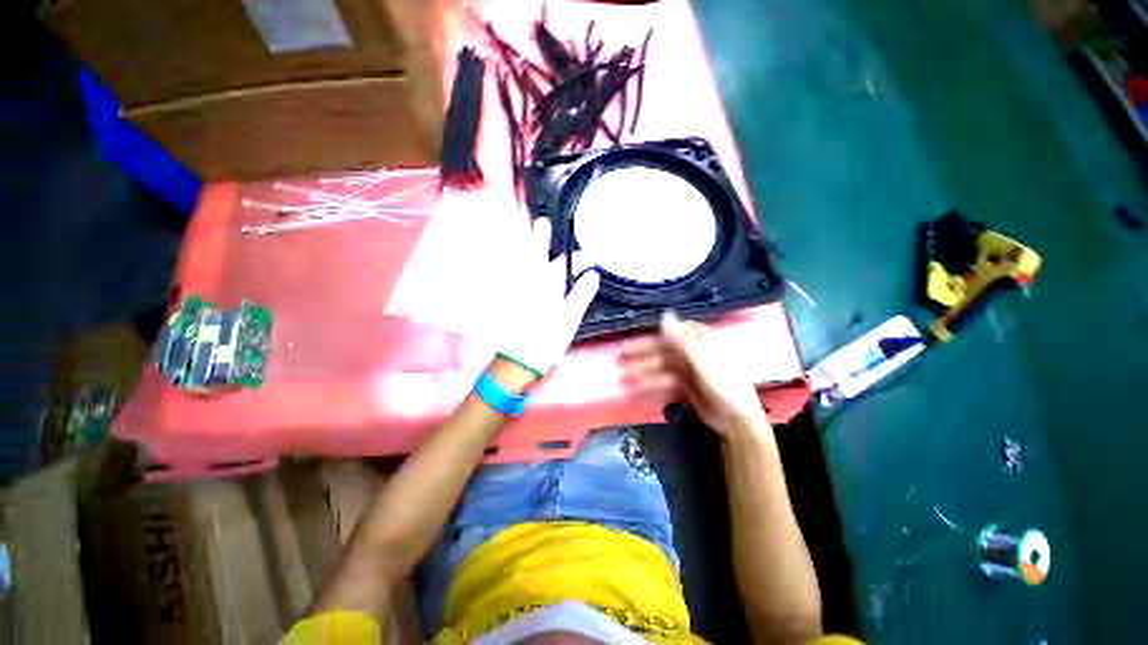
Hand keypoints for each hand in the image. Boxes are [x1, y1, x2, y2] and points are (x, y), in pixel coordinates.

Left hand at [494, 217, 599, 377]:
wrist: (519, 360)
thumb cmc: (548, 339)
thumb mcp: (570, 318)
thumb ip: (581, 294)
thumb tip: (593, 275)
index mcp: (547, 285)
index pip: (565, 264)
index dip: (579, 258)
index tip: (589, 255)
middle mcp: (530, 283)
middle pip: (535, 254)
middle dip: (540, 238)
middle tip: (542, 223)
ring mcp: (517, 290)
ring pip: (519, 263)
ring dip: (525, 250)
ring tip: (526, 237)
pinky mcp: (508, 300)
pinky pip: (509, 277)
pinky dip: (513, 268)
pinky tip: (515, 266)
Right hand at [620, 311, 770, 439]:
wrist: (737, 421)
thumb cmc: (723, 385)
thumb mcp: (702, 360)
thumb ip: (681, 339)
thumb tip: (665, 314)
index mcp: (701, 341)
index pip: (673, 332)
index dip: (654, 335)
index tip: (635, 339)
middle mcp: (693, 353)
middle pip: (663, 350)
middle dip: (642, 354)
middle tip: (621, 357)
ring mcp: (689, 371)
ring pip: (661, 368)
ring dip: (643, 372)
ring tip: (624, 377)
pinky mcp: (685, 388)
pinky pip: (664, 383)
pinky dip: (651, 386)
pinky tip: (637, 389)